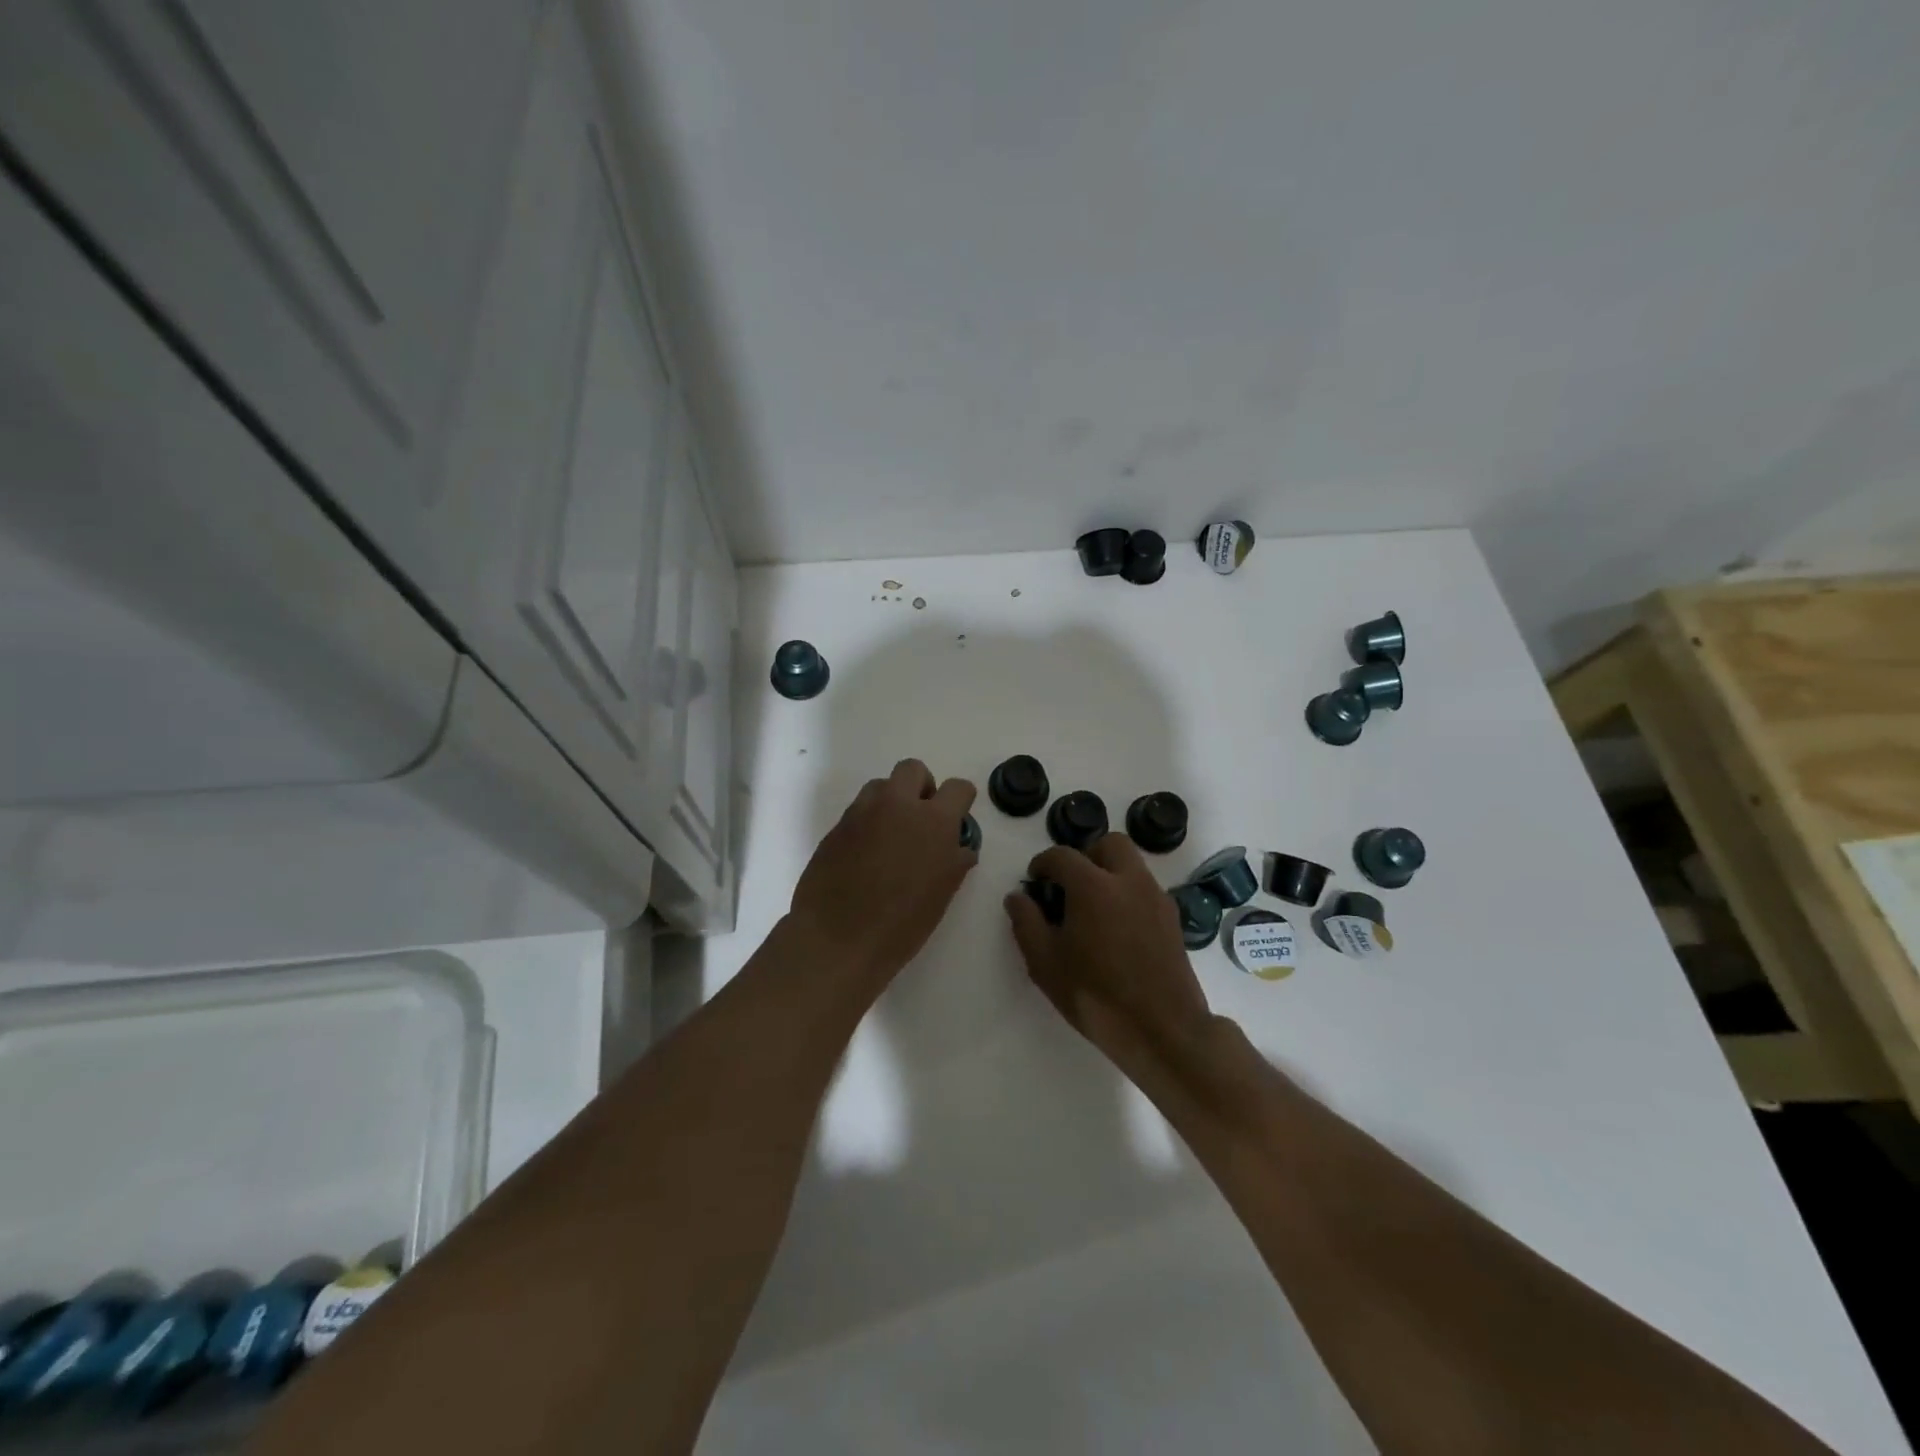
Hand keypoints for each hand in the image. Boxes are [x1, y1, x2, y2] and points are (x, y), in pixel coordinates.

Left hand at [789, 758, 977, 983]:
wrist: (836, 939)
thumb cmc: (901, 924)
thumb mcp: (942, 895)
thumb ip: (954, 861)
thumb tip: (958, 847)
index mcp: (933, 821)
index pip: (957, 788)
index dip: (960, 801)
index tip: (956, 820)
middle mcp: (897, 805)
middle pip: (913, 769)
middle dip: (922, 787)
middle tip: (921, 821)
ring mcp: (862, 812)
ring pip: (881, 785)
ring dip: (891, 801)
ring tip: (891, 837)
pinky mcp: (836, 827)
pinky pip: (859, 810)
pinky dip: (868, 822)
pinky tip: (866, 855)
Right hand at [1004, 835, 1212, 1073]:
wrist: (1162, 1029)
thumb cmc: (1095, 995)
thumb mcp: (1045, 963)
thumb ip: (1026, 922)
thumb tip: (1018, 896)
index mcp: (1094, 886)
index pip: (1063, 855)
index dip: (1043, 863)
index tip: (1035, 880)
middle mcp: (1129, 880)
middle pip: (1109, 844)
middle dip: (1086, 855)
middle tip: (1070, 885)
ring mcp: (1156, 897)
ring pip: (1132, 864)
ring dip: (1110, 872)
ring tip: (1093, 909)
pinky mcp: (1172, 918)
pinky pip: (1146, 888)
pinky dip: (1128, 893)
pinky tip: (1117, 929)